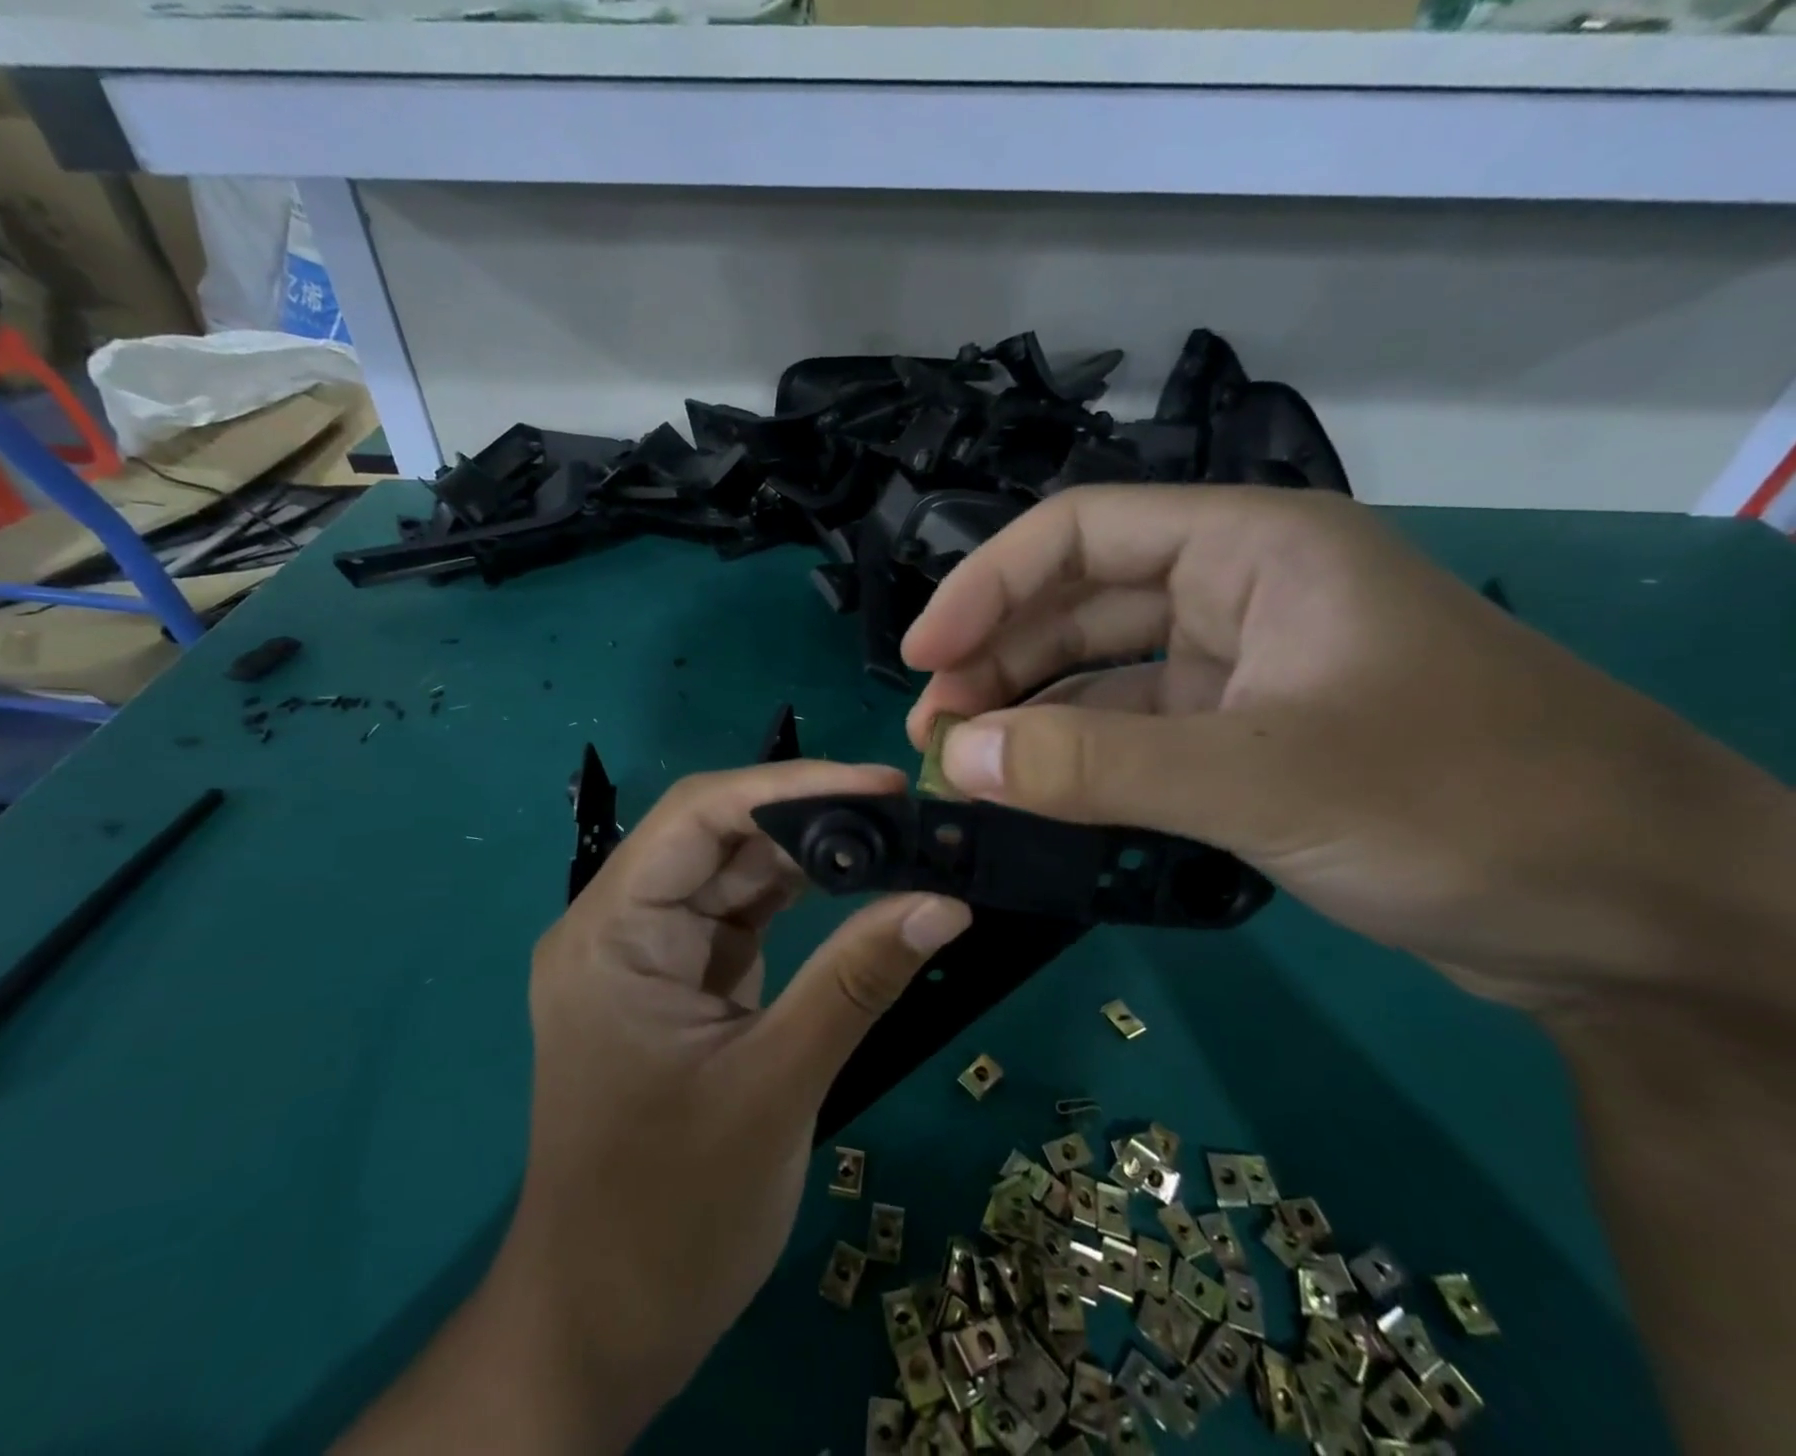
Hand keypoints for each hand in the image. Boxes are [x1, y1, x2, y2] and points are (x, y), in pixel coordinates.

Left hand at [391, 761, 970, 1453]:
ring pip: (734, 871)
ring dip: (812, 855)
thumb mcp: (775, 1088)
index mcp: (610, 934)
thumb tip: (947, 900)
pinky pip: (744, 915)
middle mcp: (621, 925)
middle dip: (810, 817)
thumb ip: (857, 981)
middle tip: (906, 813)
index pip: (697, 816)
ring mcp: (652, 953)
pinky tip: (861, 888)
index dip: (791, 785)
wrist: (605, 1328)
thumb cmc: (670, 1218)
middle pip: (717, 835)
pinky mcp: (683, 981)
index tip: (883, 785)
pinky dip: (802, 899)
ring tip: (897, 841)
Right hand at [903, 485, 1792, 1008]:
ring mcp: (1241, 672)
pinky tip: (1031, 795)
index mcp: (1252, 549)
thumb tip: (956, 760)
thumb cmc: (1468, 805)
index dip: (984, 587)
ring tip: (964, 767)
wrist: (1636, 917)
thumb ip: (1097, 766)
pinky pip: (1132, 735)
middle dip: (996, 661)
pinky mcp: (1245, 741)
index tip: (921, 658)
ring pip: (1100, 675)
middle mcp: (1239, 595)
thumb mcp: (1263, 778)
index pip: (1079, 534)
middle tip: (933, 733)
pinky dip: (1076, 761)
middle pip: (1078, 605)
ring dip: (1028, 714)